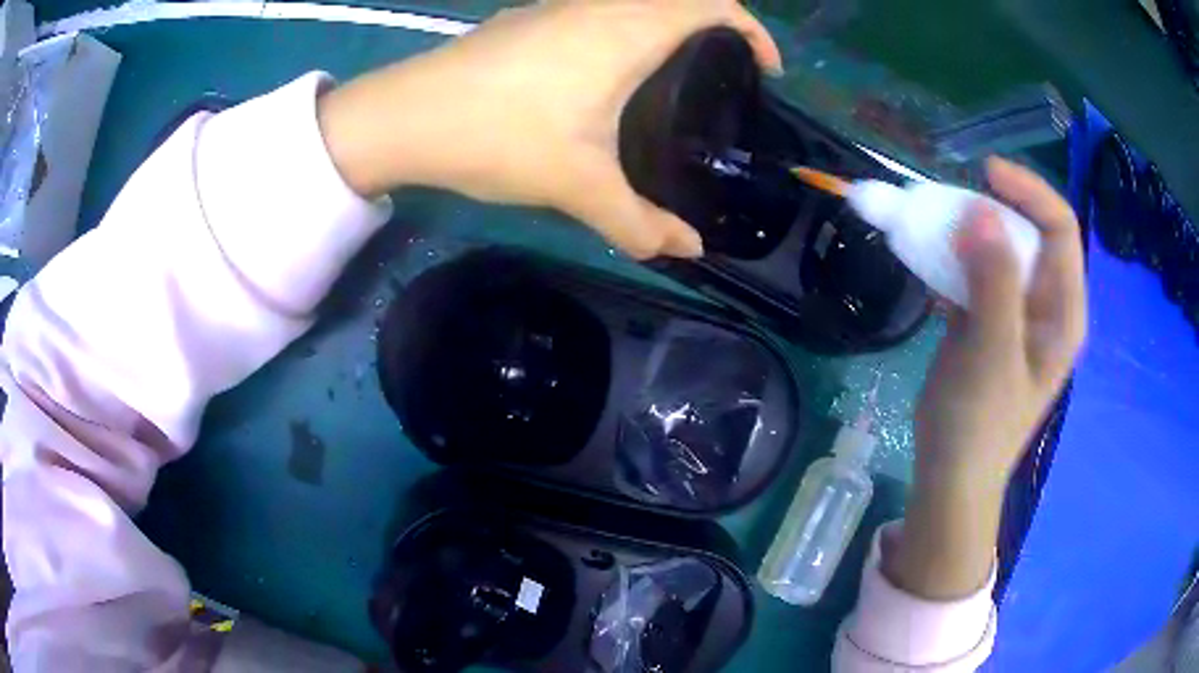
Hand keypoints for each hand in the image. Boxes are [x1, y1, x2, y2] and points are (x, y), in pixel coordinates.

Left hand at [317, 0, 781, 258]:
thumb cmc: (500, 136)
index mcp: (627, 29)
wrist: (405, 117)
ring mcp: (558, 6)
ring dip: (668, 24)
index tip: (767, 68)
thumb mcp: (579, 186)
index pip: (713, 4)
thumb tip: (689, 251)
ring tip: (676, 74)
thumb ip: (639, 223)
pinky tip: (610, 72)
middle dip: (716, 26)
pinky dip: (627, 27)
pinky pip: (599, 10)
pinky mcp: (528, 19)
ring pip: (635, 0)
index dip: (752, 31)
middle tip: (725, 75)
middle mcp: (598, 4)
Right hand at [884, 157, 1087, 599]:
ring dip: (964, 231)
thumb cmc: (980, 425)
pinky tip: (926, 259)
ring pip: (996, 248)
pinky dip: (950, 258)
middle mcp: (1045, 303)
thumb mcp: (993, 354)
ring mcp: (1015, 310)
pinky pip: (973, 271)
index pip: (1059, 228)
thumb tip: (980, 211)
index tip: (984, 172)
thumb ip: (995, 283)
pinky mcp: (986, 319)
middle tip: (947, 204)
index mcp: (1063, 311)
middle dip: (990, 208)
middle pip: (1027, 231)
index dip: (1028, 191)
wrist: (950, 474)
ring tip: (930, 224)